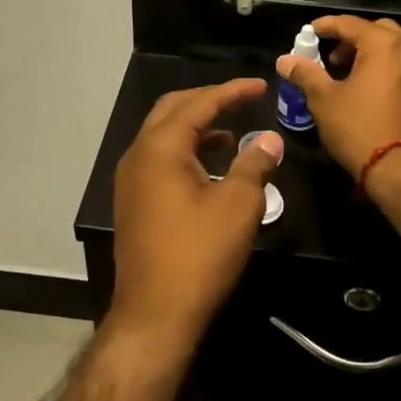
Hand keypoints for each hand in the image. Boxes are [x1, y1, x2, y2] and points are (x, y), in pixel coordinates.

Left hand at [109, 79, 284, 350]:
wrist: (154, 315)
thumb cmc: (199, 255)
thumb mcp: (238, 206)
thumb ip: (254, 164)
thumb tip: (269, 139)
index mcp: (161, 147)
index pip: (199, 102)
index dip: (232, 91)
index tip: (261, 86)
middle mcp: (139, 154)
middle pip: (173, 109)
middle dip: (208, 100)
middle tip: (242, 100)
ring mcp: (131, 179)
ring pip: (164, 135)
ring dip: (197, 127)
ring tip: (233, 134)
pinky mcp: (133, 202)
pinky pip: (160, 159)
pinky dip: (187, 152)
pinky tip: (212, 168)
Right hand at [275, 16, 400, 177]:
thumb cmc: (360, 129)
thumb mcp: (324, 100)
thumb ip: (305, 74)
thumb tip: (285, 60)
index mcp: (384, 45)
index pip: (351, 23)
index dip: (327, 25)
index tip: (309, 32)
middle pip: (379, 31)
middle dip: (353, 38)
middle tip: (331, 57)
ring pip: (397, 49)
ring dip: (372, 54)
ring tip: (349, 76)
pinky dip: (388, 70)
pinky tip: (372, 93)